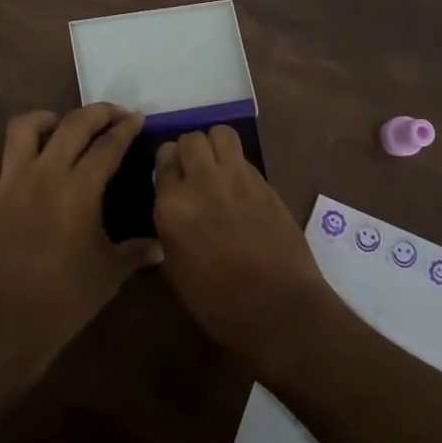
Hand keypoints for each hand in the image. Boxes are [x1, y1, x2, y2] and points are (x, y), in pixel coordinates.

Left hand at [0, 105, 162, 379]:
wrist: (7, 323)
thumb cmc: (65, 298)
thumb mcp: (109, 273)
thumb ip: (135, 253)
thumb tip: (160, 248)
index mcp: (80, 189)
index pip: (108, 145)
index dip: (125, 128)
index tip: (136, 118)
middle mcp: (44, 174)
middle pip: (71, 125)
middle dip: (96, 112)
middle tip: (110, 114)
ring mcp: (8, 182)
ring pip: (21, 128)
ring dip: (42, 119)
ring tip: (55, 126)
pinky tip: (3, 155)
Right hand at [153, 125, 343, 369]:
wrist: (278, 308)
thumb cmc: (218, 302)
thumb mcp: (175, 268)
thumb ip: (169, 226)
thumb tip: (173, 207)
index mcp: (172, 207)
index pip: (163, 157)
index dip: (168, 164)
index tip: (172, 176)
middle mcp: (201, 182)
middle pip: (191, 139)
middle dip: (190, 150)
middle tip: (194, 171)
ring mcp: (237, 178)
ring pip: (221, 134)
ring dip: (215, 146)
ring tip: (217, 167)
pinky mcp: (265, 183)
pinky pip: (244, 157)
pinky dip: (237, 164)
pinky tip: (240, 187)